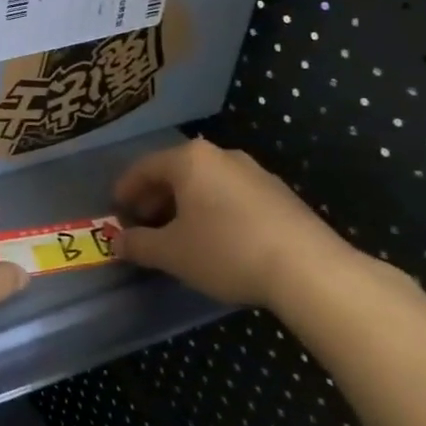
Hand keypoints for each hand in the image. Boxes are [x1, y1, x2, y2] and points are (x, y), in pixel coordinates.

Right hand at [112, 137, 349, 307]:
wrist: (309, 270)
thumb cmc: (226, 251)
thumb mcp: (172, 253)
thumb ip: (139, 245)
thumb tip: (117, 242)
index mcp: (190, 160)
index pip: (144, 167)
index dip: (125, 190)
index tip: (116, 211)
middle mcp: (221, 156)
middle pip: (176, 172)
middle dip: (155, 198)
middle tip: (144, 225)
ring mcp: (255, 172)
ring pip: (205, 183)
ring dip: (185, 205)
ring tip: (178, 235)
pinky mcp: (279, 194)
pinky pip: (231, 195)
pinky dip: (213, 210)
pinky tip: (215, 240)